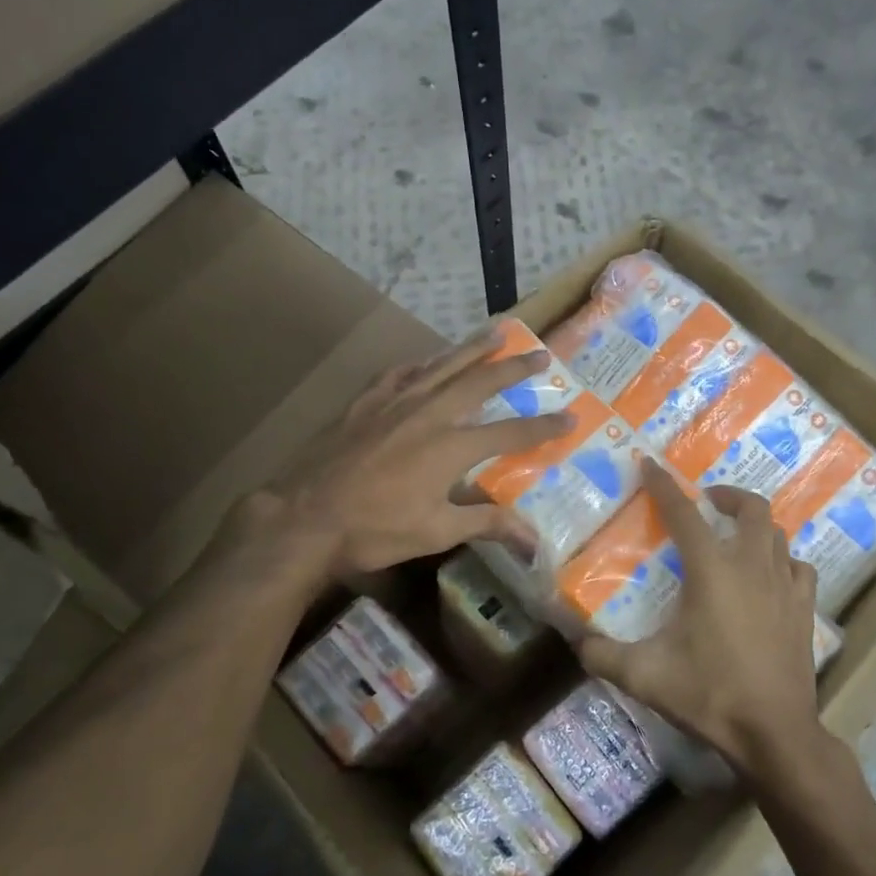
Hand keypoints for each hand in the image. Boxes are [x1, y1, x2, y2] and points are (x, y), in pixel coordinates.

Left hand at [222, 328, 570, 579]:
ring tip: (496, 333)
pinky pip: (398, 374)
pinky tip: (425, 360)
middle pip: (480, 381)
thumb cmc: (375, 530)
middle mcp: (430, 414)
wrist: (305, 517)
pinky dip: (418, 364)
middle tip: (540, 354)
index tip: (571, 415)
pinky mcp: (365, 403)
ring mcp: (395, 403)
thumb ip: (488, 525)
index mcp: (452, 446)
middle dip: (514, 368)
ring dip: (472, 349)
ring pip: (441, 366)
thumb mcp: (437, 532)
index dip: (543, 425)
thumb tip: (535, 542)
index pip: (511, 431)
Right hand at [578, 457, 822, 783]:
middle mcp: (752, 566)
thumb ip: (603, 655)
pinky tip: (771, 576)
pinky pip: (800, 569)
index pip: (684, 513)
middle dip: (728, 496)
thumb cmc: (709, 694)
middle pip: (752, 508)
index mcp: (712, 570)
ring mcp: (785, 586)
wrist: (774, 733)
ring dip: (756, 527)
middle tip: (707, 502)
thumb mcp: (645, 676)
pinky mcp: (806, 610)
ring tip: (735, 538)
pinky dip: (784, 561)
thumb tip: (576, 640)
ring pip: (779, 535)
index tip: (650, 465)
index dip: (664, 485)